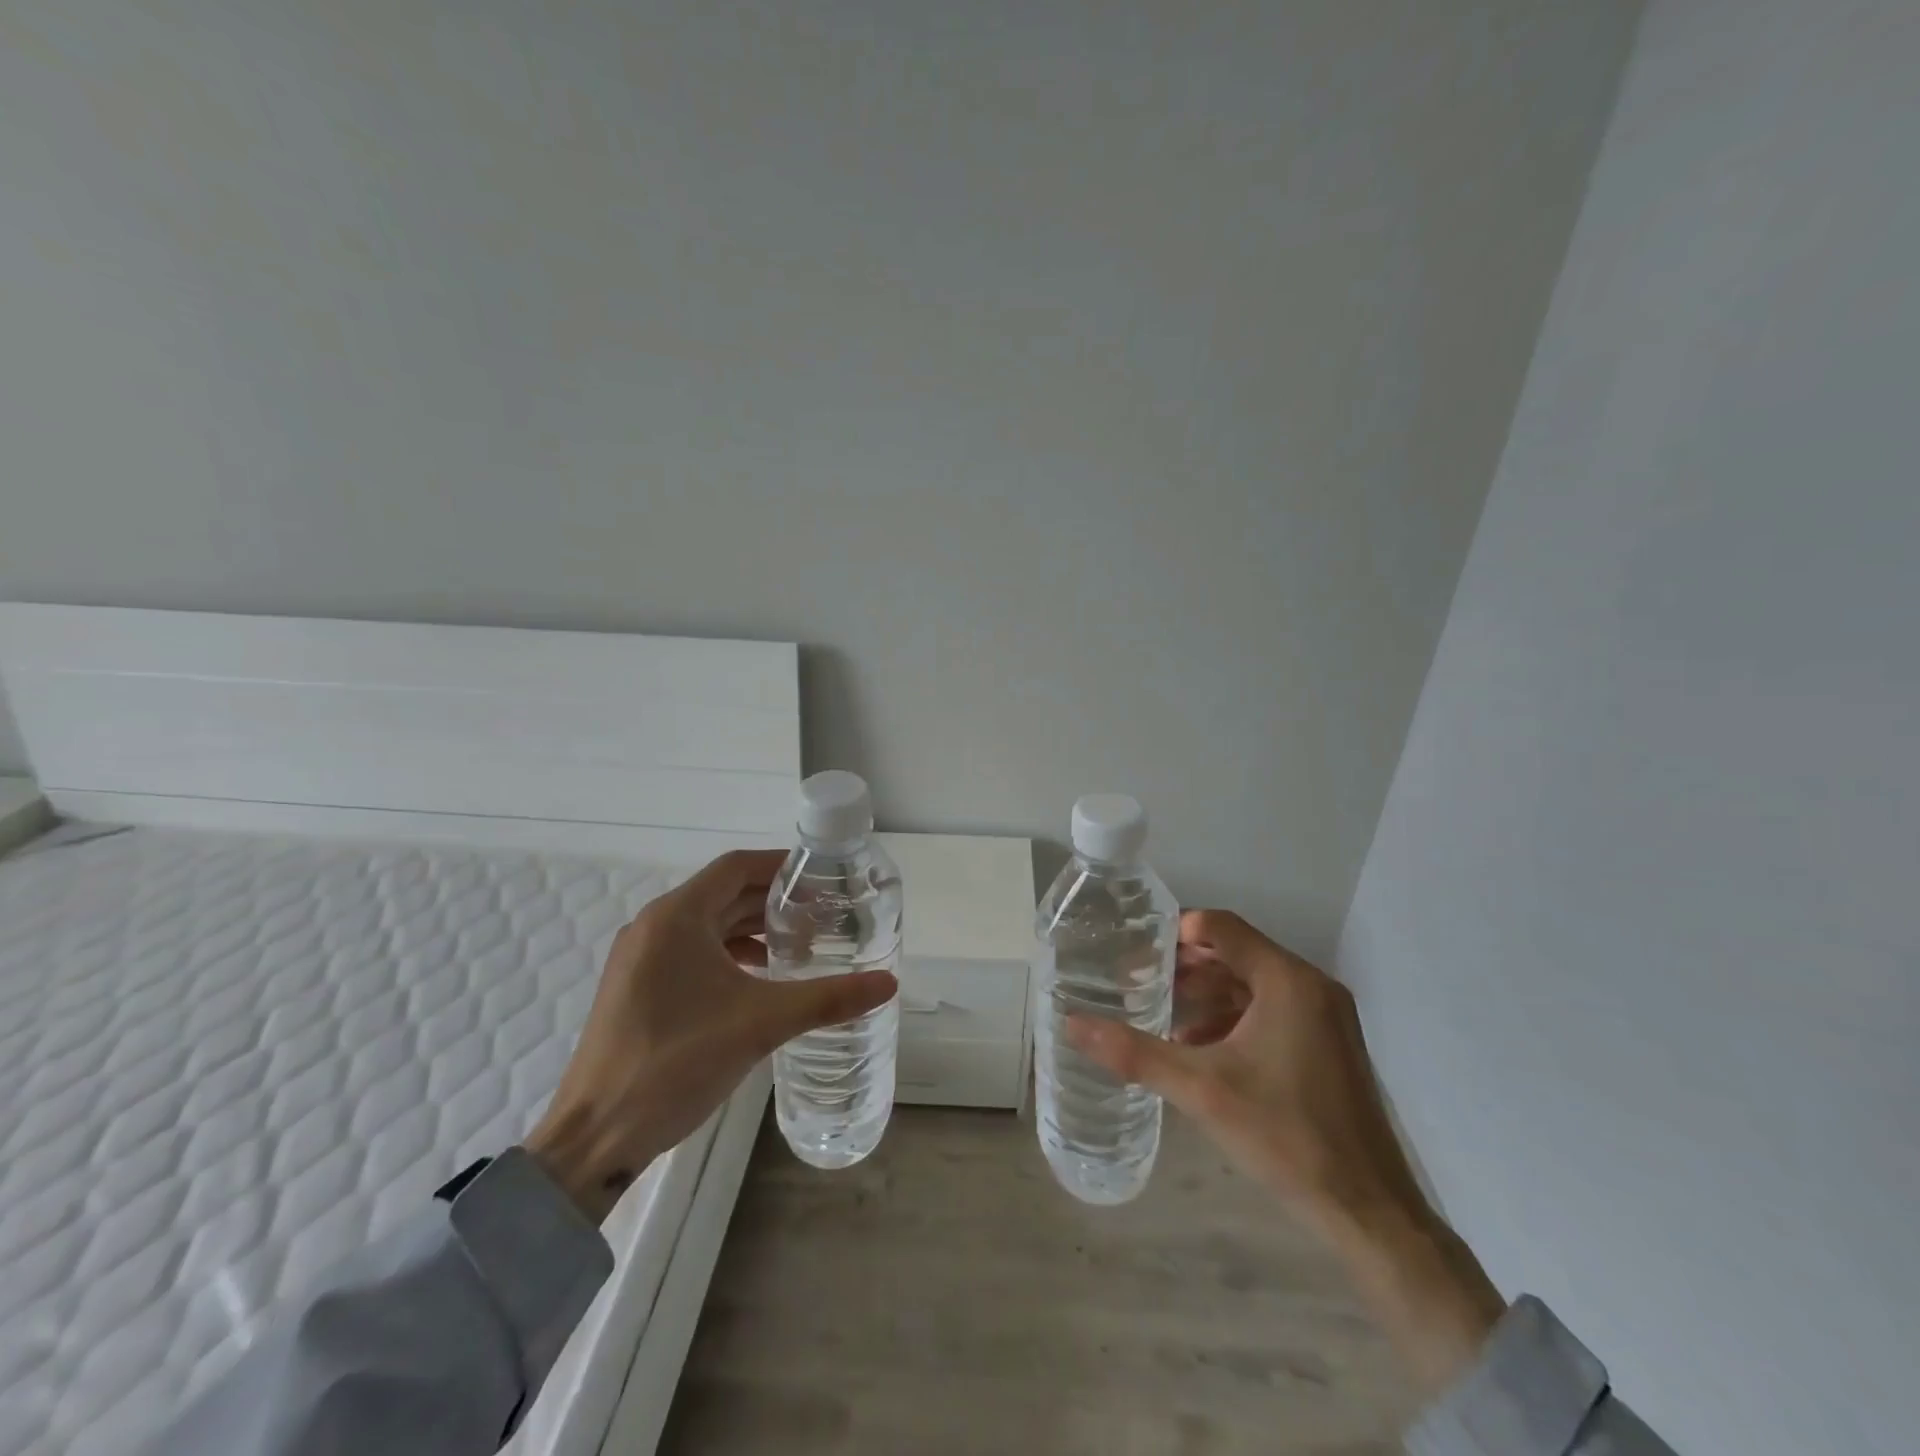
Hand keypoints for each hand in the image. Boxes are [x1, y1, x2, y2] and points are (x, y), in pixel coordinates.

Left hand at [526, 849, 896, 1221]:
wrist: (594, 1137)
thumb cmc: (675, 1063)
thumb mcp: (760, 1024)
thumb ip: (827, 998)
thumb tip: (888, 983)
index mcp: (676, 917)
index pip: (737, 867)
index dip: (782, 866)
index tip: (824, 878)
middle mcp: (654, 925)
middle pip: (724, 894)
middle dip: (774, 901)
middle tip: (823, 916)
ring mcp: (640, 958)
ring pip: (708, 924)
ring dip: (753, 929)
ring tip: (800, 948)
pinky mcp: (637, 988)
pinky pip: (692, 952)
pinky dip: (729, 955)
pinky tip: (759, 980)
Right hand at [1070, 909, 1505, 1394]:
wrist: (1370, 1212)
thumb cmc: (1286, 1136)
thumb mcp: (1201, 1090)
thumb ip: (1134, 1052)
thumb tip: (1072, 1024)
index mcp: (1288, 981)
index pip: (1220, 928)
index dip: (1174, 933)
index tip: (1134, 952)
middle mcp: (1311, 987)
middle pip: (1234, 954)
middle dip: (1184, 968)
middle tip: (1138, 983)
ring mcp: (1324, 1017)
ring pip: (1251, 985)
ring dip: (1205, 996)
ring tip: (1160, 1017)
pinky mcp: (1328, 1046)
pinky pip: (1269, 1012)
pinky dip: (1231, 1020)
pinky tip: (1197, 1049)